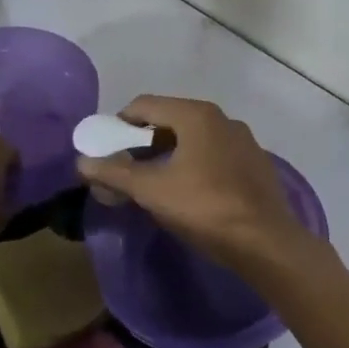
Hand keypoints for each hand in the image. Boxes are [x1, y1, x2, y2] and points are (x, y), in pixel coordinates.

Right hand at [76, 96, 316, 272]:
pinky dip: (195, 165)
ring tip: (154, 184)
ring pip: (194, 139)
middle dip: (143, 142)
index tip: (105, 151)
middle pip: (170, 120)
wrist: (266, 242)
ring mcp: (243, 141)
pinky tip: (190, 193)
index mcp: (196, 115)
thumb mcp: (152, 191)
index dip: (118, 125)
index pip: (144, 105)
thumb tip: (82, 162)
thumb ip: (115, 173)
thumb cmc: (205, 208)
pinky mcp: (255, 164)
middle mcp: (222, 118)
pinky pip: (215, 155)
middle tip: (125, 170)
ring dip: (169, 154)